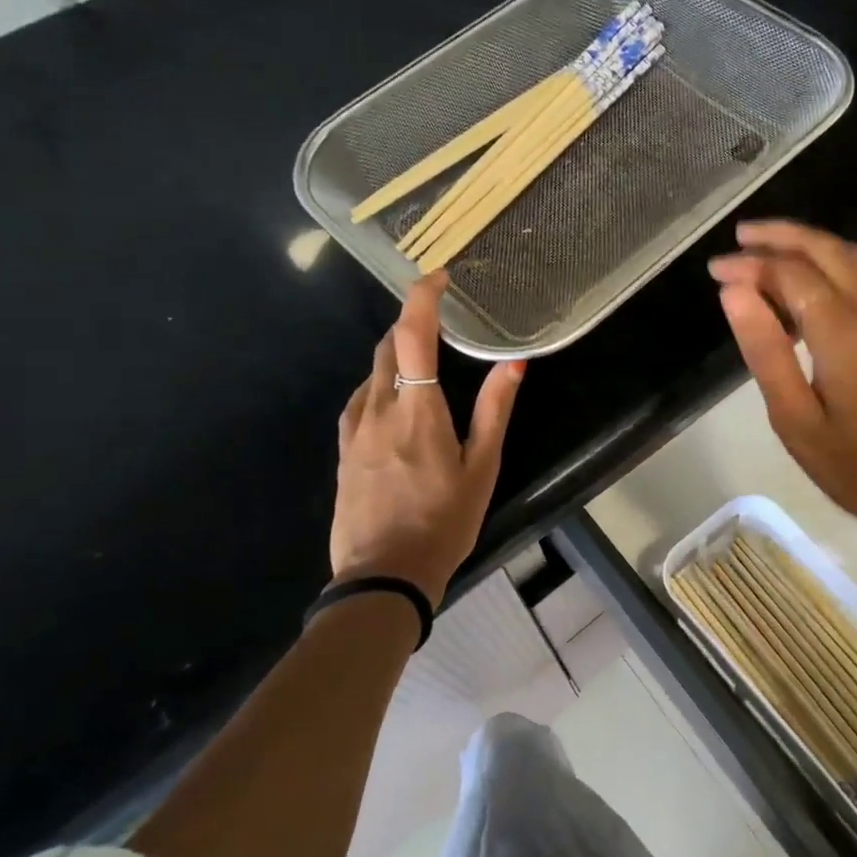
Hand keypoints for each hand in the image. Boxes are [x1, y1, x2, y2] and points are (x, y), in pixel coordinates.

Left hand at [331, 273, 524, 607]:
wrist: (382, 577)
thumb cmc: (443, 522)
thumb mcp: (481, 468)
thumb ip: (494, 410)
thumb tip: (514, 363)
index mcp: (417, 410)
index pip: (413, 335)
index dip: (422, 298)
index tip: (438, 278)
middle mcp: (378, 409)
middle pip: (388, 347)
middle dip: (411, 326)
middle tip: (441, 325)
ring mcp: (353, 430)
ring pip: (371, 373)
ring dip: (396, 356)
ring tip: (423, 365)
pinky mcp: (341, 450)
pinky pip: (359, 399)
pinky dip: (379, 384)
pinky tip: (394, 403)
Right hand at [708, 220, 856, 562]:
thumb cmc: (855, 468)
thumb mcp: (794, 418)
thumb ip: (765, 350)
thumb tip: (734, 292)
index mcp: (843, 332)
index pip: (790, 274)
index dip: (750, 265)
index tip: (714, 270)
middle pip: (826, 250)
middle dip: (781, 235)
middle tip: (739, 236)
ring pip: (852, 258)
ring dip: (811, 243)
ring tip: (770, 247)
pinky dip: (834, 262)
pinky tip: (813, 280)